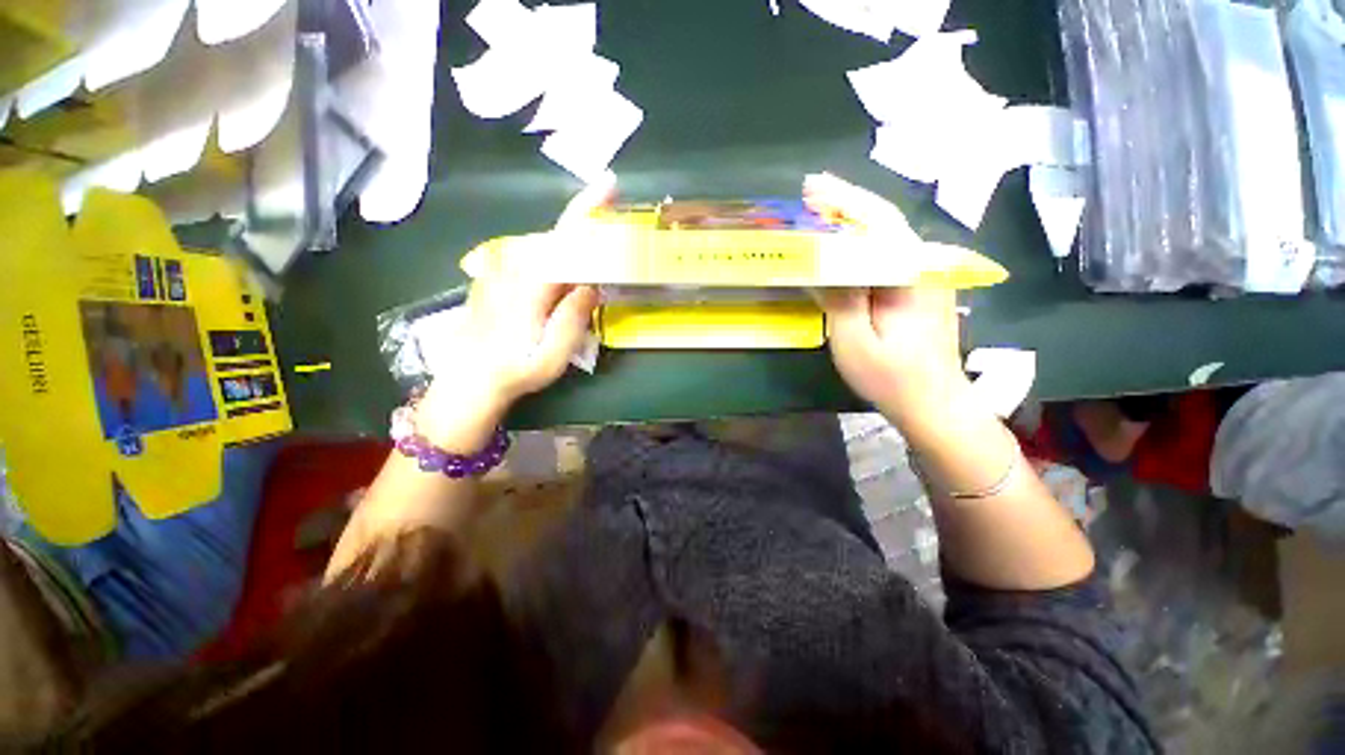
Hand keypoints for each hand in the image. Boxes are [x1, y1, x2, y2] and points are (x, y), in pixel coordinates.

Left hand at [418, 179, 610, 447]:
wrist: (468, 380)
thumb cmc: (516, 370)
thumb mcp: (555, 353)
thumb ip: (574, 316)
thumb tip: (591, 283)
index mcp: (532, 284)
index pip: (564, 238)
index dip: (587, 208)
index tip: (609, 184)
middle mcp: (513, 268)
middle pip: (556, 238)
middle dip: (585, 230)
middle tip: (609, 237)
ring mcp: (500, 271)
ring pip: (543, 247)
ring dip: (570, 248)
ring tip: (590, 264)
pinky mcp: (494, 279)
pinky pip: (530, 257)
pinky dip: (551, 258)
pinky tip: (558, 281)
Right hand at [805, 173, 968, 423]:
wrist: (934, 402)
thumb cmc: (890, 376)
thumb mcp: (855, 340)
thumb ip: (840, 297)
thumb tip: (821, 261)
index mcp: (908, 275)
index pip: (877, 222)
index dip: (844, 201)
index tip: (812, 188)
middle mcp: (923, 266)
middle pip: (884, 222)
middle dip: (846, 204)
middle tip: (810, 194)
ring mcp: (925, 276)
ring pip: (887, 237)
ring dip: (853, 220)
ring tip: (821, 212)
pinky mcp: (920, 288)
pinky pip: (888, 254)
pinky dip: (863, 242)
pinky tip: (844, 243)